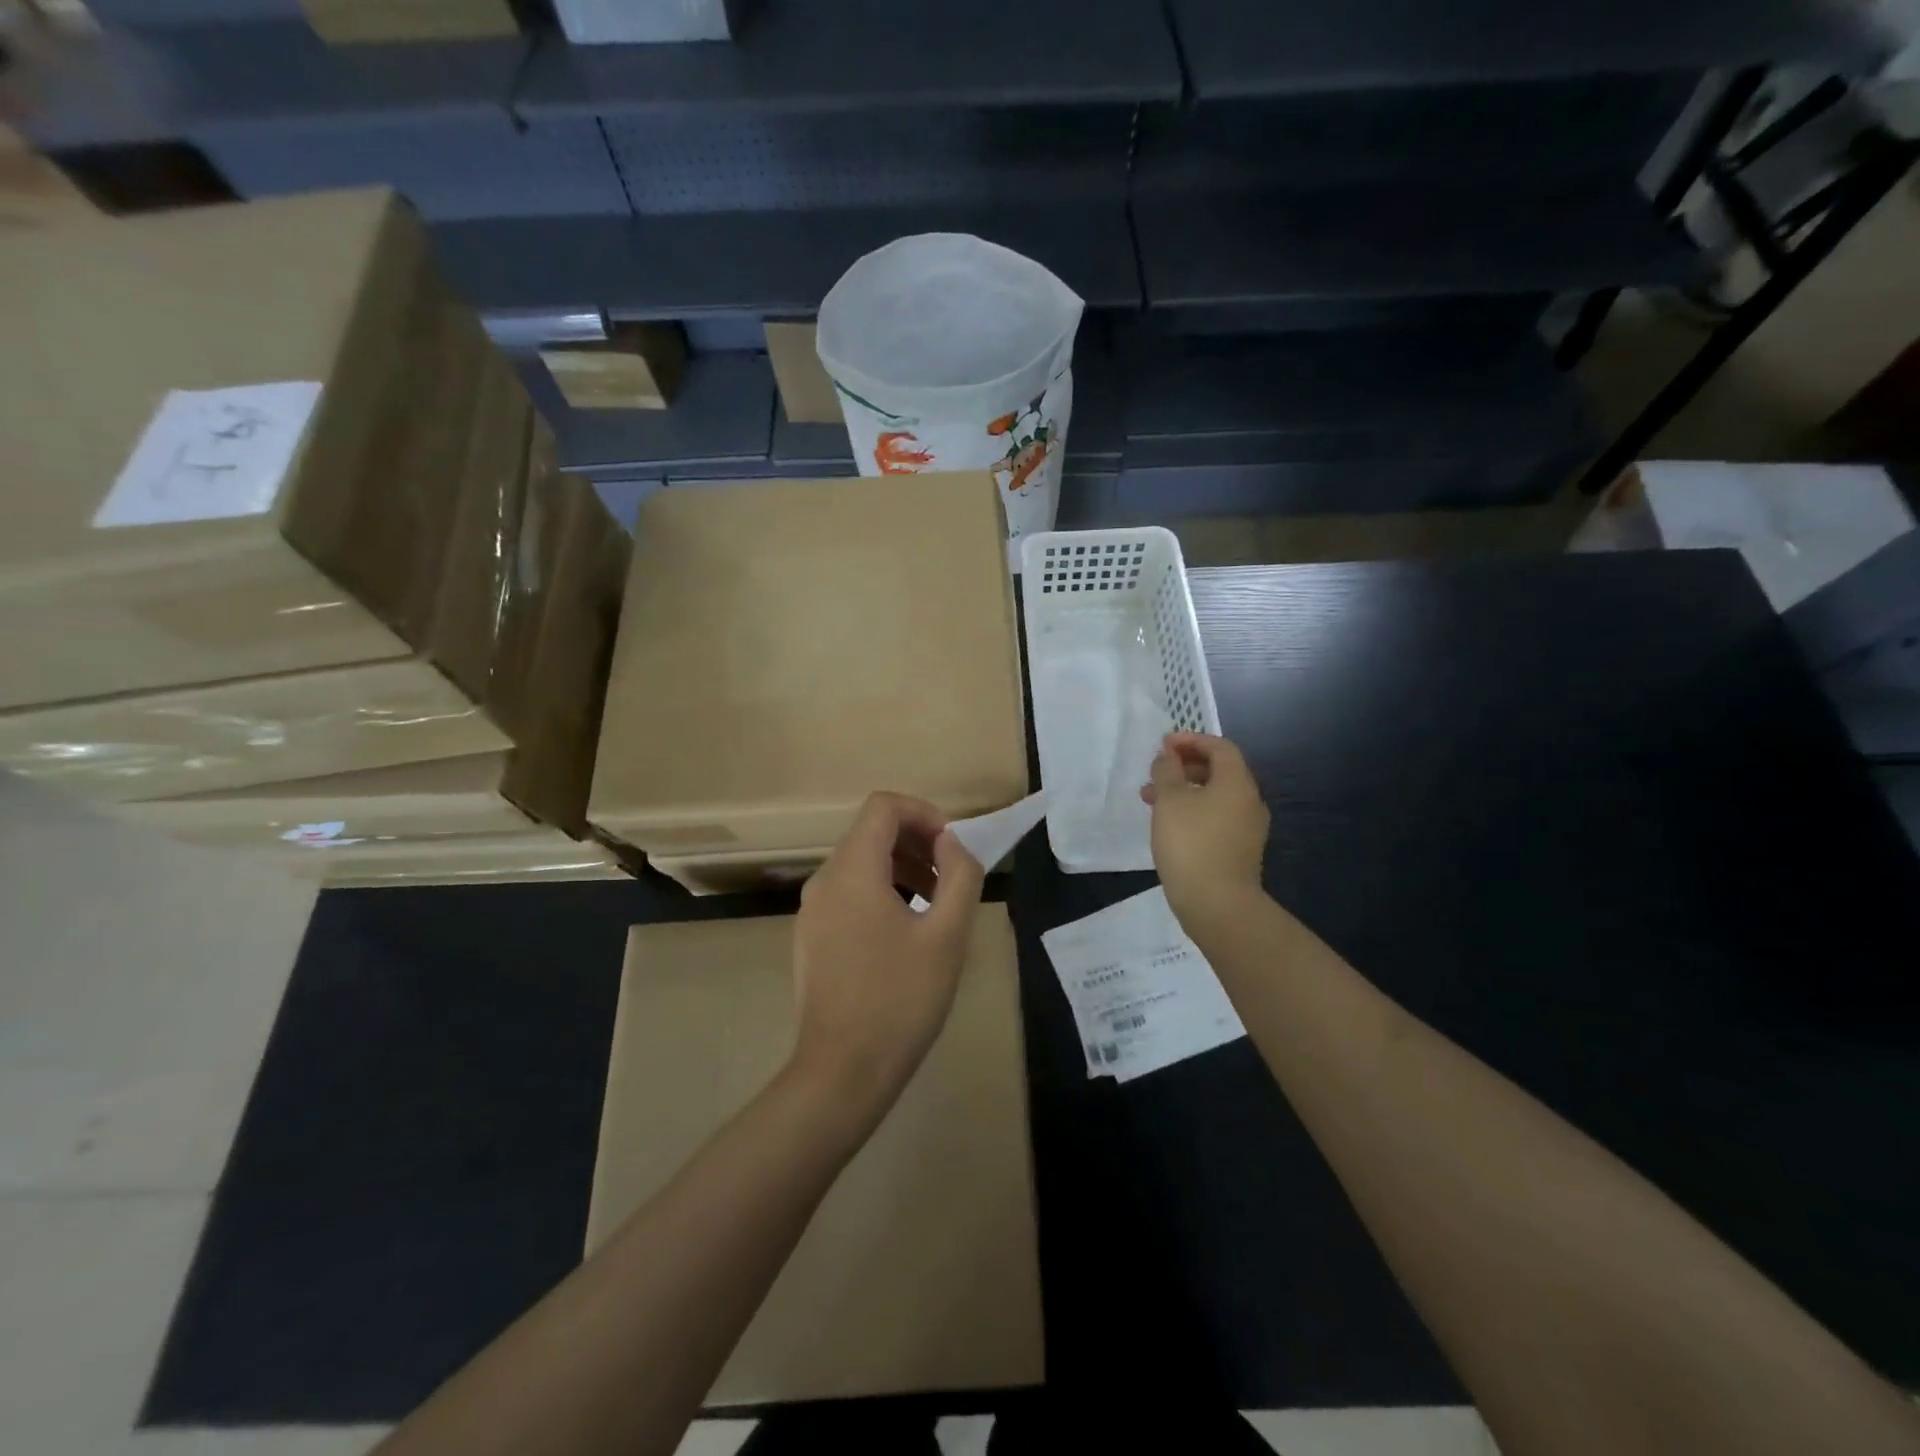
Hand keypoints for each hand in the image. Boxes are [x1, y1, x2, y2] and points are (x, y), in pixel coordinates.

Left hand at [789, 792, 986, 1119]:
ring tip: (936, 906)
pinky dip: (881, 892)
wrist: (842, 1071)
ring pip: (860, 863)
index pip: (884, 806)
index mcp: (852, 870)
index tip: (953, 847)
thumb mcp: (947, 934)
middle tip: (952, 878)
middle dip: (917, 843)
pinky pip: (848, 893)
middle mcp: (824, 880)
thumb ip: (959, 874)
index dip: (924, 813)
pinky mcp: (811, 936)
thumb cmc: (901, 998)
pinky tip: (906, 932)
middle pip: (871, 832)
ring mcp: (812, 910)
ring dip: (902, 868)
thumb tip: (952, 843)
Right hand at [1141, 732, 1269, 921]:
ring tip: (1151, 801)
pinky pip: (1216, 818)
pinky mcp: (1239, 851)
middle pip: (1219, 771)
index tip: (1164, 745)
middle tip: (1156, 773)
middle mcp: (1249, 801)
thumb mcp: (1170, 799)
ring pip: (1215, 797)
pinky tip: (1169, 826)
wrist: (1217, 904)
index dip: (1191, 740)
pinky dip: (1193, 812)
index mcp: (1237, 782)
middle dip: (1184, 767)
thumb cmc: (1191, 843)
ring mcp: (1247, 828)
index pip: (1220, 747)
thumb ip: (1167, 771)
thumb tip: (1169, 756)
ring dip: (1184, 791)